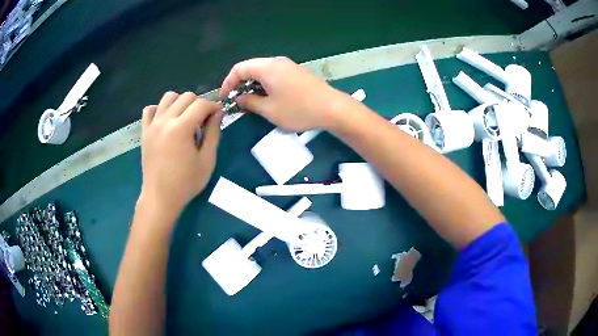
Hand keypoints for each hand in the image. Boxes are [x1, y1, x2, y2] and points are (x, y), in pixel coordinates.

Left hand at [140, 92, 222, 215]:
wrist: (160, 198)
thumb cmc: (186, 182)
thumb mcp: (207, 160)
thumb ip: (213, 133)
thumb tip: (217, 113)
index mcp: (181, 128)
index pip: (201, 104)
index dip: (213, 107)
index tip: (218, 116)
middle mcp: (165, 120)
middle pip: (185, 96)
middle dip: (199, 104)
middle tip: (202, 120)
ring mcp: (152, 125)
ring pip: (168, 97)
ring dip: (180, 102)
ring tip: (185, 118)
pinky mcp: (145, 131)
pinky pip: (150, 109)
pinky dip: (159, 109)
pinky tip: (166, 121)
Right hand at [220, 57, 347, 131]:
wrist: (332, 108)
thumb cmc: (298, 110)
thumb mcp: (269, 110)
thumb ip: (250, 102)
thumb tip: (239, 98)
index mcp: (267, 67)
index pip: (239, 69)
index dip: (227, 83)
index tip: (224, 98)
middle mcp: (276, 62)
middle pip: (250, 68)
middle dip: (239, 84)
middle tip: (236, 101)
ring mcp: (288, 66)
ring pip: (263, 72)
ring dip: (253, 85)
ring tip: (250, 102)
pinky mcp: (297, 73)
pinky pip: (274, 75)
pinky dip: (265, 85)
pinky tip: (267, 98)